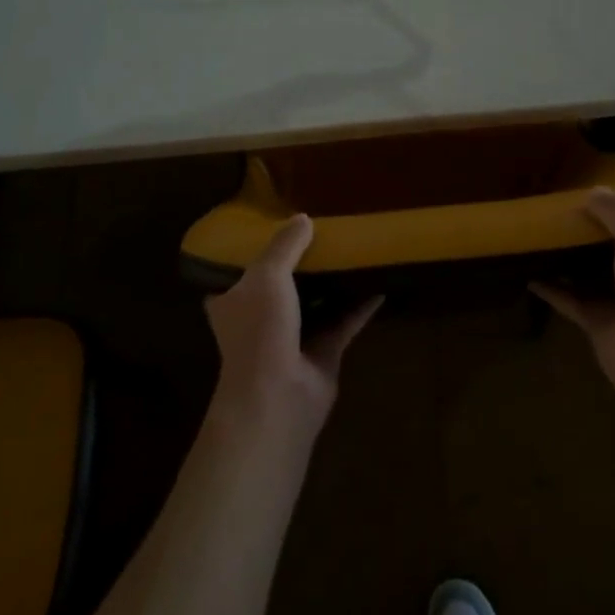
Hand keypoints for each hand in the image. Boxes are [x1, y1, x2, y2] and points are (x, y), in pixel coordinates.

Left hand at [205, 215, 381, 436]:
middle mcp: (260, 318)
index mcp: (234, 301)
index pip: (239, 271)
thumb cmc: (260, 330)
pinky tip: (380, 283)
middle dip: (302, 263)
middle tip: (324, 232)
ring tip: (353, 250)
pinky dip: (361, 305)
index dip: (256, 250)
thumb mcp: (266, 275)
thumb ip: (285, 245)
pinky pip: (345, 321)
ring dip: (332, 282)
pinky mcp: (323, 353)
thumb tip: (303, 218)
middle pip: (282, 284)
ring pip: (315, 302)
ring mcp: (293, 337)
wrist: (277, 397)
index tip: (278, 226)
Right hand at [532, 188, 614, 410]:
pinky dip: (552, 288)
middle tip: (570, 208)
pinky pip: (571, 299)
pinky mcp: (602, 322)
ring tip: (546, 233)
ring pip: (595, 272)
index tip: (612, 191)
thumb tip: (592, 192)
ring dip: (573, 258)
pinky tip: (529, 274)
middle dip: (599, 231)